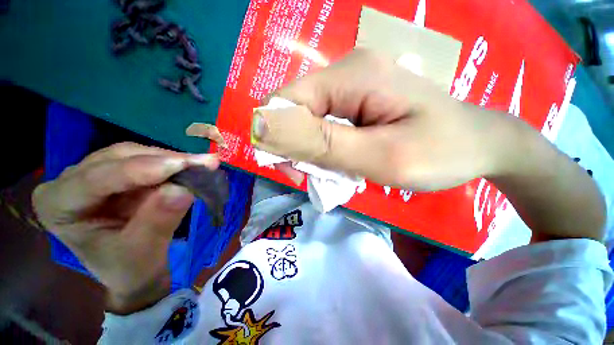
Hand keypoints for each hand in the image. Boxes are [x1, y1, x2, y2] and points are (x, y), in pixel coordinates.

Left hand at [32, 143, 218, 312]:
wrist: (136, 270)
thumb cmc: (130, 269)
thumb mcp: (143, 253)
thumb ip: (157, 221)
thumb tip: (182, 189)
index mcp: (57, 206)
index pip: (97, 179)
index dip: (142, 170)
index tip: (184, 166)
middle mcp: (69, 182)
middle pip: (118, 159)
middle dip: (164, 161)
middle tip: (204, 163)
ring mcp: (94, 173)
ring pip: (134, 154)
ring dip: (172, 160)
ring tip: (202, 165)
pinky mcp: (118, 173)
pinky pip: (146, 159)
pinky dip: (173, 163)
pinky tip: (192, 166)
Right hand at [252, 48, 505, 190]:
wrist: (478, 144)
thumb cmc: (440, 152)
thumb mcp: (379, 155)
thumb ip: (320, 143)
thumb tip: (260, 128)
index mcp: (351, 76)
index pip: (287, 102)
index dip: (279, 138)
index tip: (297, 173)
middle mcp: (346, 73)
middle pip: (296, 112)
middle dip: (298, 149)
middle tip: (320, 178)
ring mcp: (351, 87)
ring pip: (308, 121)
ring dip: (313, 152)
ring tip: (337, 173)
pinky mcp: (357, 102)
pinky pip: (324, 126)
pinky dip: (325, 149)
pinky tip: (344, 162)